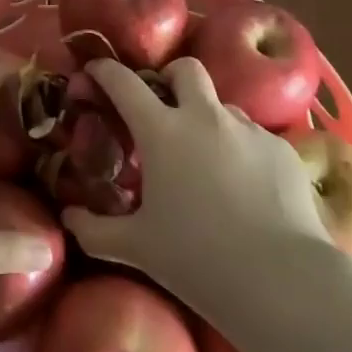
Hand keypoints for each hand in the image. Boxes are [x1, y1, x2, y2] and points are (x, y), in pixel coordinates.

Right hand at [63, 58, 331, 293]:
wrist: (283, 281)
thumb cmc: (198, 260)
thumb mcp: (136, 248)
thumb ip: (94, 231)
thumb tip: (68, 218)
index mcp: (162, 132)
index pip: (124, 82)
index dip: (105, 70)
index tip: (95, 70)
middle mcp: (205, 117)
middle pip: (186, 69)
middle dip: (171, 77)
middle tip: (163, 104)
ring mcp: (248, 130)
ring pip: (223, 106)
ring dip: (208, 119)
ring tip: (208, 159)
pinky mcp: (282, 149)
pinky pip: (255, 138)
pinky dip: (242, 151)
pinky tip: (246, 188)